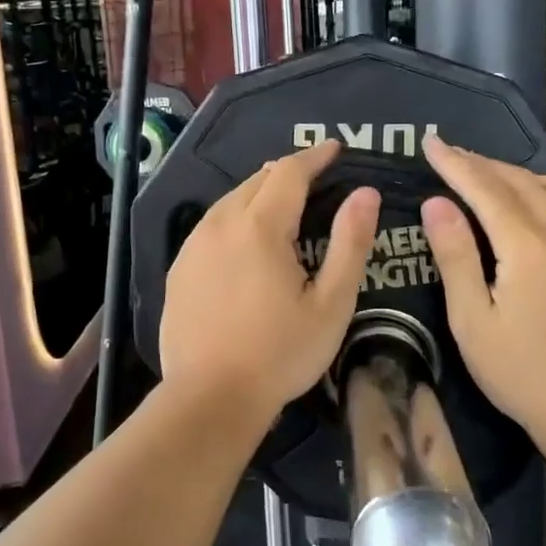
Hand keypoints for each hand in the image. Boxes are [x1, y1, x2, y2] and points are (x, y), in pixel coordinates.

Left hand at [159, 140, 380, 427]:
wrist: (209, 397)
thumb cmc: (280, 353)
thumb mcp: (331, 304)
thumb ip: (349, 243)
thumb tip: (365, 194)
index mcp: (260, 227)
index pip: (289, 173)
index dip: (314, 156)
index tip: (335, 148)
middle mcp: (221, 224)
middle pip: (257, 181)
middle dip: (287, 172)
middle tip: (314, 176)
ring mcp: (194, 246)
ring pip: (230, 201)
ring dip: (259, 193)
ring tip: (282, 201)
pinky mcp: (179, 268)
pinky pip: (211, 225)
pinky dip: (235, 217)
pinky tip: (244, 238)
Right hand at [419, 135, 545, 441]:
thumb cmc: (522, 373)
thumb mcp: (472, 320)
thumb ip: (455, 256)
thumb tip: (437, 204)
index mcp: (527, 246)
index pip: (485, 189)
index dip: (455, 164)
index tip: (430, 142)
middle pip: (522, 183)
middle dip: (483, 164)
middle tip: (451, 154)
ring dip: (526, 176)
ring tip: (498, 178)